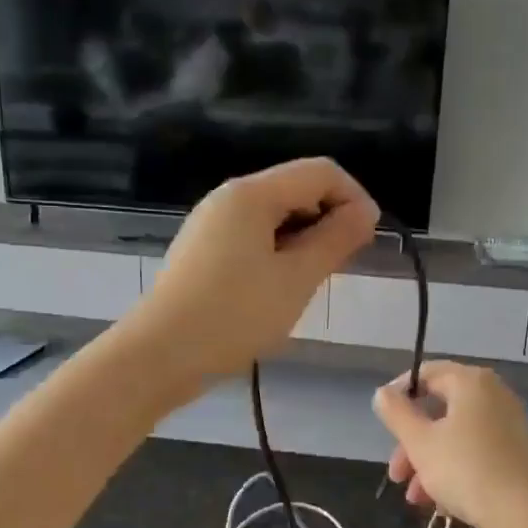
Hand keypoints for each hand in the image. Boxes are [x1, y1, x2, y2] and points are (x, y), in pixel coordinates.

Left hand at [127, 158, 378, 382]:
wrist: (159, 355)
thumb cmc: (234, 315)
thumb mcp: (296, 278)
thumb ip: (335, 239)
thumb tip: (365, 211)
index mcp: (251, 194)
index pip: (320, 172)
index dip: (354, 199)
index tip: (368, 242)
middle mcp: (228, 198)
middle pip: (295, 190)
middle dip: (328, 220)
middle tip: (340, 269)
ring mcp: (211, 225)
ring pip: (274, 218)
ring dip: (303, 242)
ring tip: (310, 285)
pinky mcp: (202, 252)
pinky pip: (252, 239)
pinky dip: (277, 255)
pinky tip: (278, 291)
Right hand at [373, 361, 527, 527]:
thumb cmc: (467, 471)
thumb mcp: (420, 442)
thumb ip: (396, 413)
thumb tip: (383, 393)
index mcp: (471, 383)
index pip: (426, 373)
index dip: (399, 394)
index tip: (382, 421)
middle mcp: (493, 396)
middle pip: (439, 410)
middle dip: (411, 442)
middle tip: (396, 474)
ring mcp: (508, 426)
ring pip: (455, 437)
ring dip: (428, 463)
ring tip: (415, 498)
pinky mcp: (517, 456)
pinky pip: (475, 454)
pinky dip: (454, 471)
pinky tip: (441, 503)